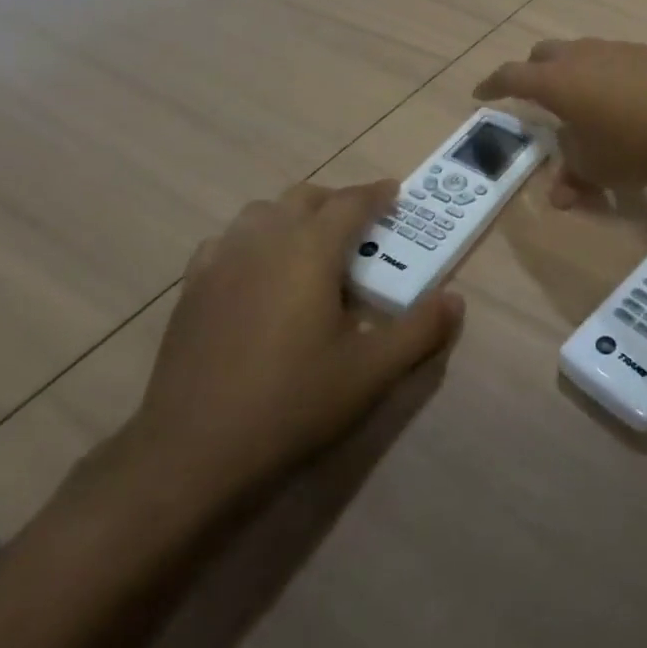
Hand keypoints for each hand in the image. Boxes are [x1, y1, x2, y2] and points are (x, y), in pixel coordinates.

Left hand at [119, 182, 462, 517]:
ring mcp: (221, 260)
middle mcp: (264, 239)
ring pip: (262, 212)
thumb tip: (455, 300)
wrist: (191, 454)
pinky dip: (252, 240)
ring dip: (293, 216)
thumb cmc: (291, 403)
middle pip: (305, 197)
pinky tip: (258, 273)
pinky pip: (227, 240)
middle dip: (337, 202)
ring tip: (311, 247)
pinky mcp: (191, 287)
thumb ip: (420, 330)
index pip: (351, 202)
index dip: (378, 194)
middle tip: (360, 229)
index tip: (396, 193)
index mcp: (310, 249)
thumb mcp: (371, 372)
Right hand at [474, 38, 646, 206]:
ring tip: (580, 101)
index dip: (493, 85)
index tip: (481, 93)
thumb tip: (559, 193)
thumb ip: (574, 176)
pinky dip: (604, 76)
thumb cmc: (637, 142)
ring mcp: (617, 50)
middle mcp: (582, 56)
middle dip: (532, 72)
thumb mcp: (599, 168)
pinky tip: (621, 99)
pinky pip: (613, 59)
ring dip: (572, 73)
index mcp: (557, 81)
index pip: (512, 76)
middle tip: (532, 94)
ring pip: (581, 54)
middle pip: (544, 54)